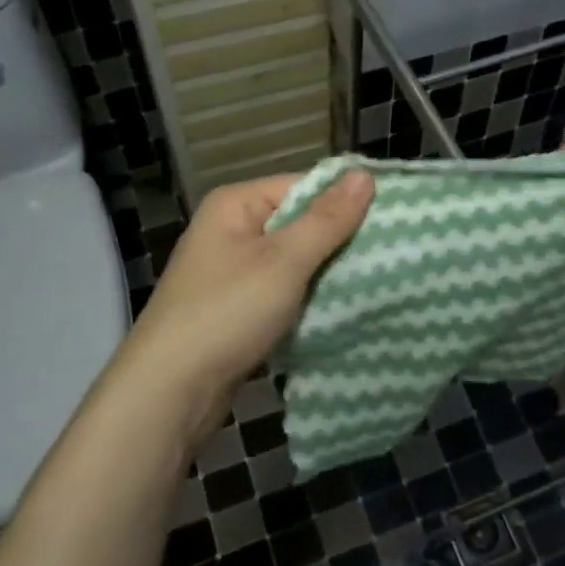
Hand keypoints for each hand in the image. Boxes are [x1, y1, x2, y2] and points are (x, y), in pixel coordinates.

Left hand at [105, 170, 373, 449]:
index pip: (303, 185)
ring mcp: (233, 271)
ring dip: (328, 271)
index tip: (394, 217)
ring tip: (379, 277)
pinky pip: (284, 290)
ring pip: (295, 260)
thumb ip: (327, 219)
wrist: (170, 392)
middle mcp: (232, 230)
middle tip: (393, 251)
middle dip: (341, 238)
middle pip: (300, 222)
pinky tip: (343, 306)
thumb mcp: (283, 262)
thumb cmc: (227, 313)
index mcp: (236, 205)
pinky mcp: (238, 308)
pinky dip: (310, 297)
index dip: (346, 199)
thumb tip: (365, 174)